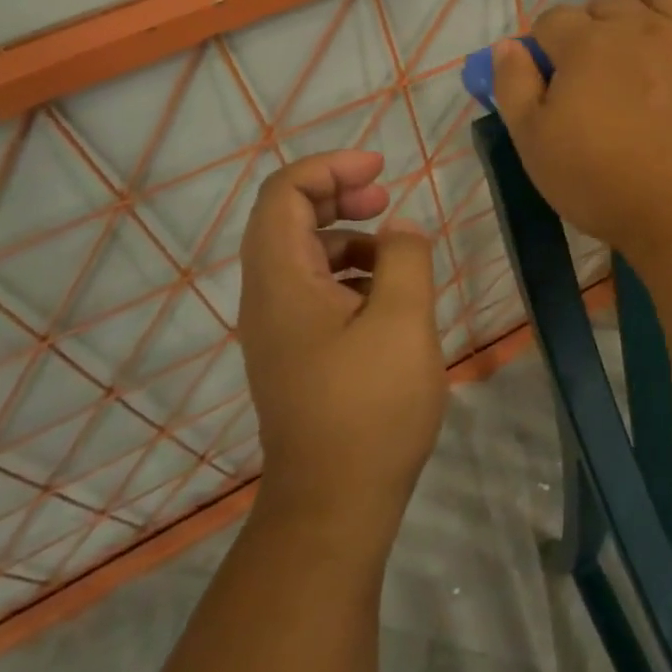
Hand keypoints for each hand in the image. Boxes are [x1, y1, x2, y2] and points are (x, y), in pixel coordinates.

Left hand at [237, 150, 447, 534]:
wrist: (334, 503)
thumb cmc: (370, 408)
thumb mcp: (402, 321)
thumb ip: (404, 259)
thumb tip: (400, 228)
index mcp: (282, 280)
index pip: (285, 193)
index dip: (330, 167)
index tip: (381, 168)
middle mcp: (267, 298)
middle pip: (287, 219)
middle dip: (337, 195)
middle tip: (386, 197)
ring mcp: (278, 330)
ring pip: (303, 257)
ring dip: (346, 237)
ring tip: (396, 251)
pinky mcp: (295, 355)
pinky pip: (314, 292)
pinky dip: (348, 275)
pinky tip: (386, 297)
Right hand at [493, 0, 671, 262]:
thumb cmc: (600, 181)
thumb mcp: (533, 143)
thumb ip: (513, 86)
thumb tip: (507, 45)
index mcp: (586, 45)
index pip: (552, 21)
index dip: (542, 46)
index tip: (545, 79)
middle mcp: (638, 27)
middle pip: (606, 3)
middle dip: (589, 27)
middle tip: (589, 73)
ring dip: (646, 5)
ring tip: (640, 32)